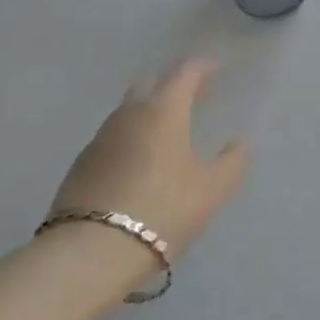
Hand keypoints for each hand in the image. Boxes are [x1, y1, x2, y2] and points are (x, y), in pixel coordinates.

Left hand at [47, 58, 248, 258]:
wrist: (90, 252)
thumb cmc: (162, 210)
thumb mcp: (211, 190)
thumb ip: (231, 162)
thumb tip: (239, 143)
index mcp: (163, 109)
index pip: (184, 72)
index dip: (202, 67)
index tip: (216, 69)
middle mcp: (129, 113)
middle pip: (151, 83)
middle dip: (173, 83)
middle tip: (193, 95)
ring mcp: (100, 137)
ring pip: (128, 109)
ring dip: (149, 109)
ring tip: (168, 128)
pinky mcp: (81, 164)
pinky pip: (113, 136)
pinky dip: (131, 136)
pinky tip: (140, 159)